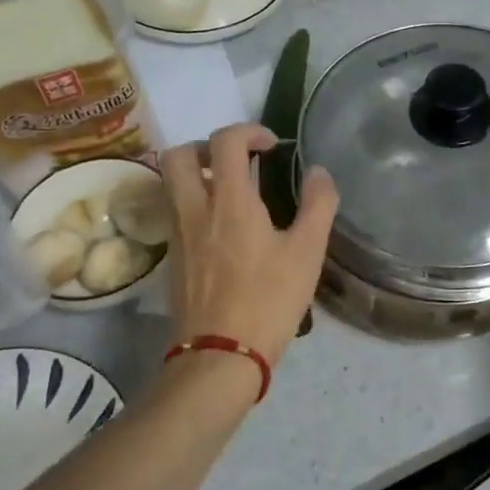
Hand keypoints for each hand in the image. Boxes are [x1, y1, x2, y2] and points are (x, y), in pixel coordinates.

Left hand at [160, 123, 338, 369]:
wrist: (218, 358)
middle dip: (207, 146)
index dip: (249, 131)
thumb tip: (319, 172)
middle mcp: (195, 210)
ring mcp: (178, 235)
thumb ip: (318, 204)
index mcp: (230, 202)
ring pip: (171, 183)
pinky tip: (224, 228)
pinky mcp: (172, 258)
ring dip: (198, 173)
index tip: (271, 146)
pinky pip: (176, 211)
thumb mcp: (307, 253)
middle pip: (179, 155)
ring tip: (233, 192)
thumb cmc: (268, 301)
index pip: (225, 141)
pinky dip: (195, 202)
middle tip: (238, 161)